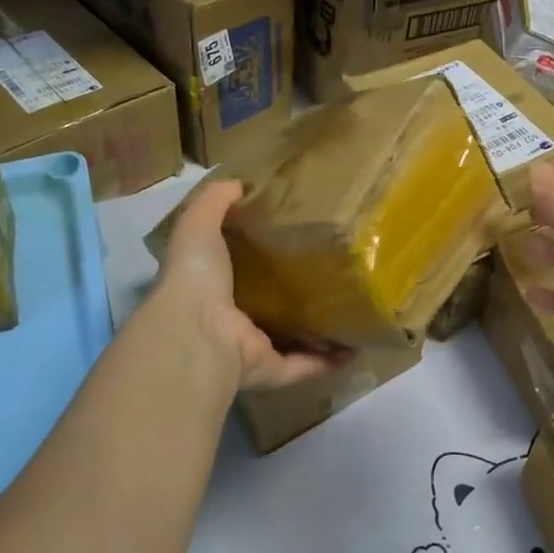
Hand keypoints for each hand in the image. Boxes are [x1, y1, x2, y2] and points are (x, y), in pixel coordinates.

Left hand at [154, 179, 344, 391]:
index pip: (239, 267)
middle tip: (334, 268)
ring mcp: (251, 347)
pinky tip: (357, 346)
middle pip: (268, 303)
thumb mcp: (198, 224)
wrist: (196, 332)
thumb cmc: (196, 275)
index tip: (296, 234)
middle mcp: (231, 318)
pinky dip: (329, 360)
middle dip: (295, 290)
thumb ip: (215, 201)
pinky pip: (305, 365)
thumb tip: (238, 183)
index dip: (261, 253)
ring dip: (316, 329)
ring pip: (289, 337)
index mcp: (213, 284)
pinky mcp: (271, 369)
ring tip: (351, 309)